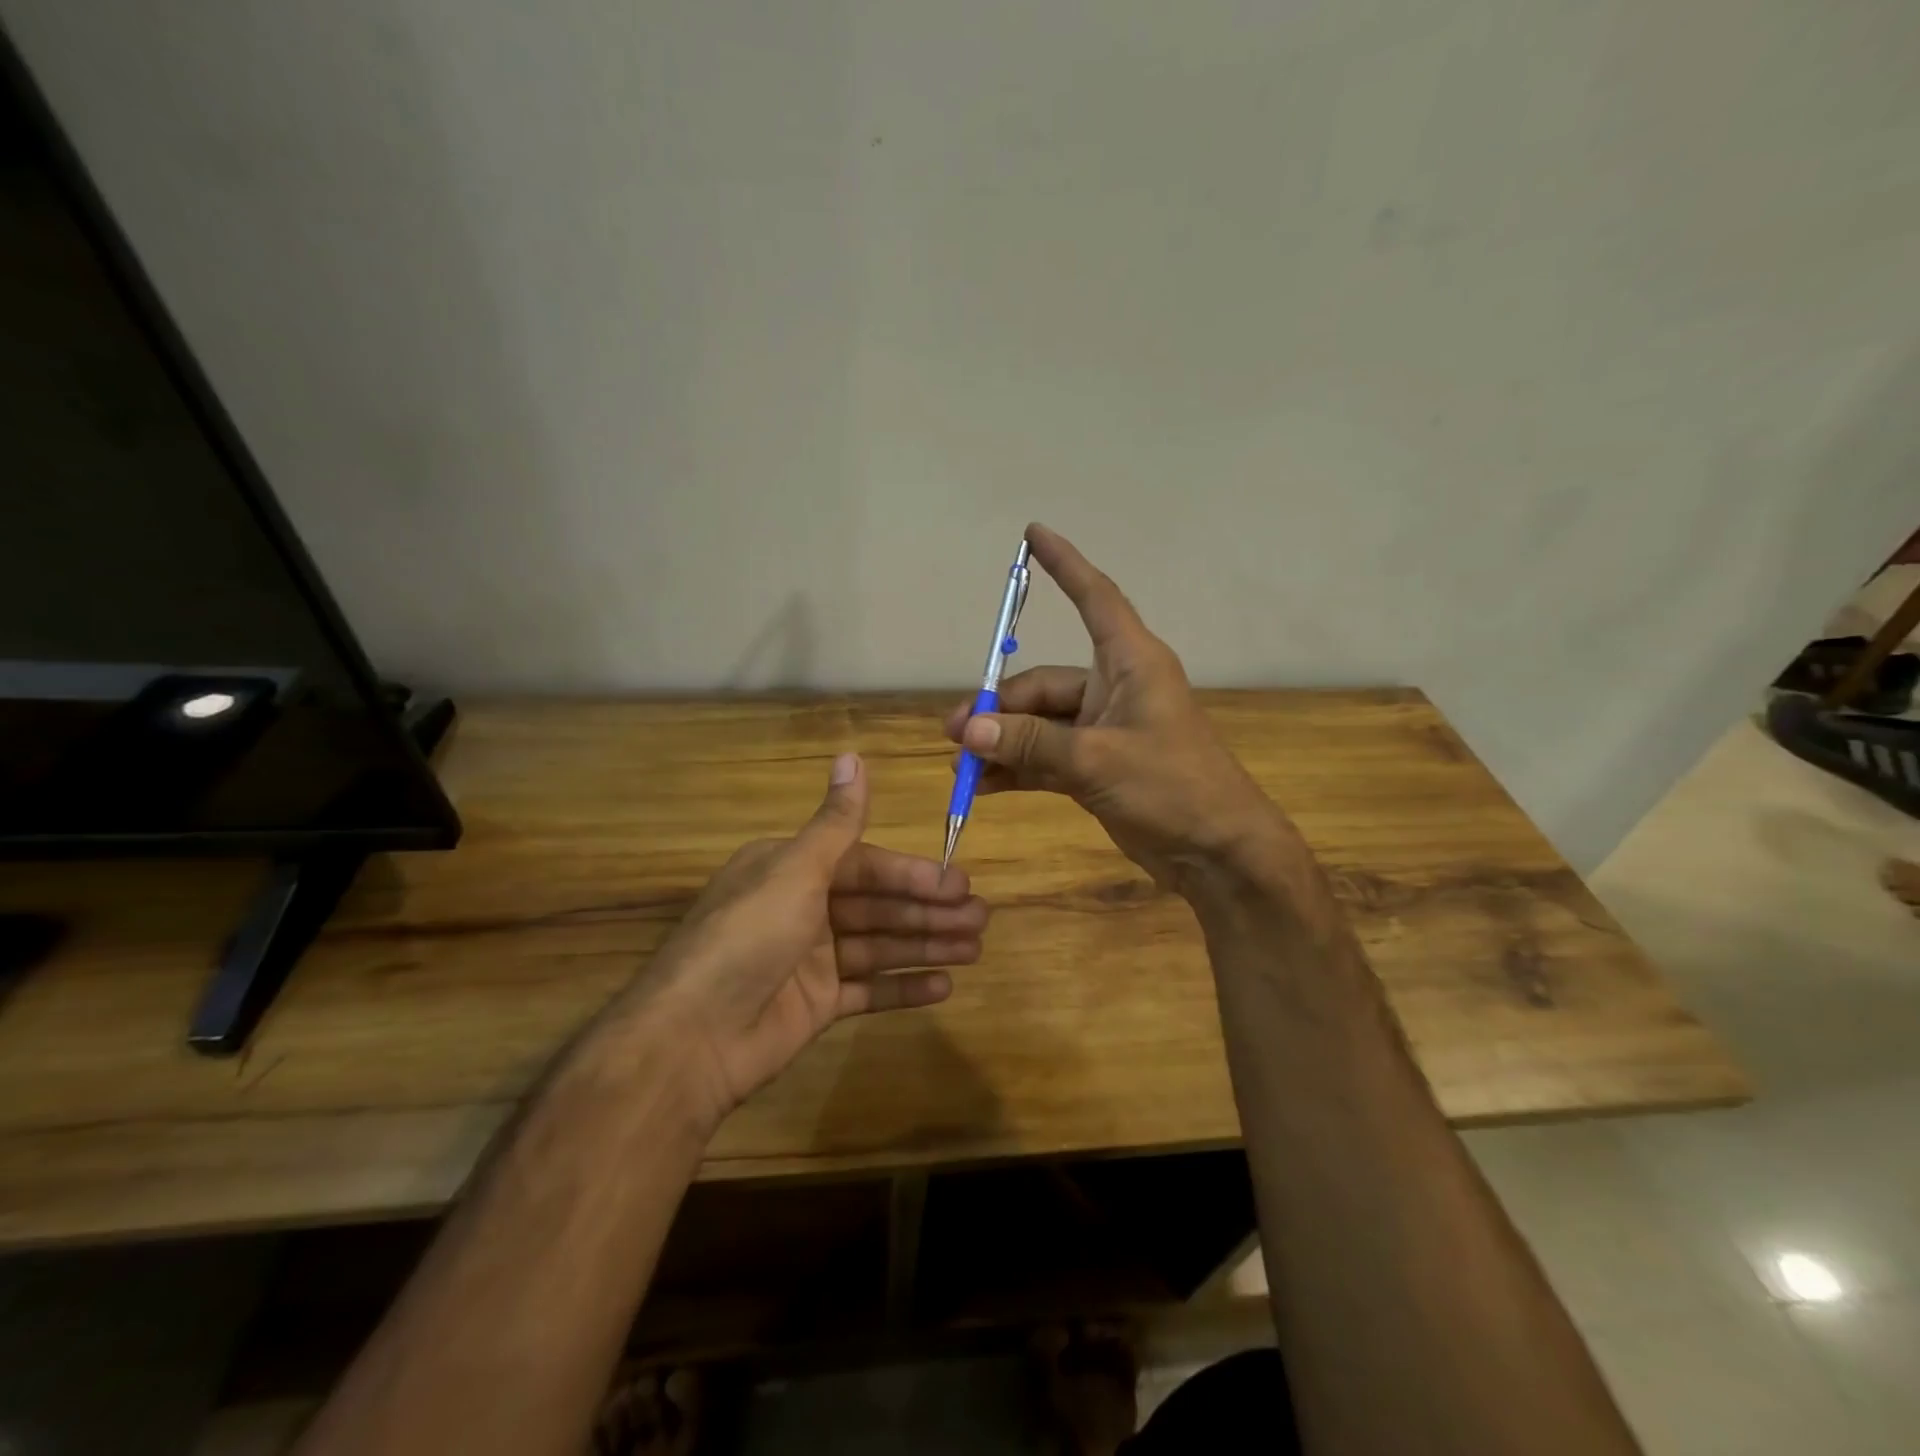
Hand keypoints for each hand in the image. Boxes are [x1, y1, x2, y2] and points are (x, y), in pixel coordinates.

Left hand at [604, 752, 986, 1134]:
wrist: (692, 1038)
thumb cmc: (747, 938)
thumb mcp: (794, 871)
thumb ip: (835, 822)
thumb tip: (852, 755)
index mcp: (791, 870)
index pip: (865, 865)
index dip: (912, 874)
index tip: (958, 883)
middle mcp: (802, 908)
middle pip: (878, 905)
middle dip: (929, 911)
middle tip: (981, 919)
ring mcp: (810, 960)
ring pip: (880, 945)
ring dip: (926, 945)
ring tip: (975, 949)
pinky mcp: (816, 1005)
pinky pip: (868, 991)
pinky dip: (903, 987)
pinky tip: (944, 985)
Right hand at [943, 522, 1295, 893]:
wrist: (1218, 853)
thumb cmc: (1172, 788)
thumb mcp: (1097, 760)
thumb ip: (1031, 744)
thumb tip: (970, 731)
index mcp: (1131, 663)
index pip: (1095, 598)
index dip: (1064, 565)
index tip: (1033, 534)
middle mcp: (1115, 688)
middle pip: (1044, 683)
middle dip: (1000, 708)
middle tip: (957, 734)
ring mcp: (1105, 730)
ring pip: (1040, 724)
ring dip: (1003, 742)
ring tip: (962, 764)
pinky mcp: (1098, 766)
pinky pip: (1046, 757)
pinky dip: (1018, 767)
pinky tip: (985, 784)